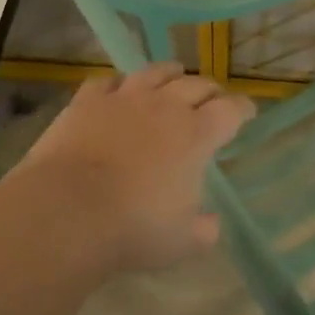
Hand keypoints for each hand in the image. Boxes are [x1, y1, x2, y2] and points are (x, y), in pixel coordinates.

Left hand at [10, 63, 254, 273]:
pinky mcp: (87, 101)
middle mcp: (165, 107)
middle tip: (214, 97)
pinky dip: (118, 83)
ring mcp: (124, 98)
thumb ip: (203, 231)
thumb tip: (211, 223)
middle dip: (211, 90)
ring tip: (175, 74)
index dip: (243, 109)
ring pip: (155, 72)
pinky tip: (118, 88)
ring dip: (170, 73)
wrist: (66, 212)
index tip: (247, 111)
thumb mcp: (181, 243)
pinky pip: (107, 81)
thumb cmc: (133, 229)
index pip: (231, 110)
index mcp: (196, 135)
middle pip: (197, 85)